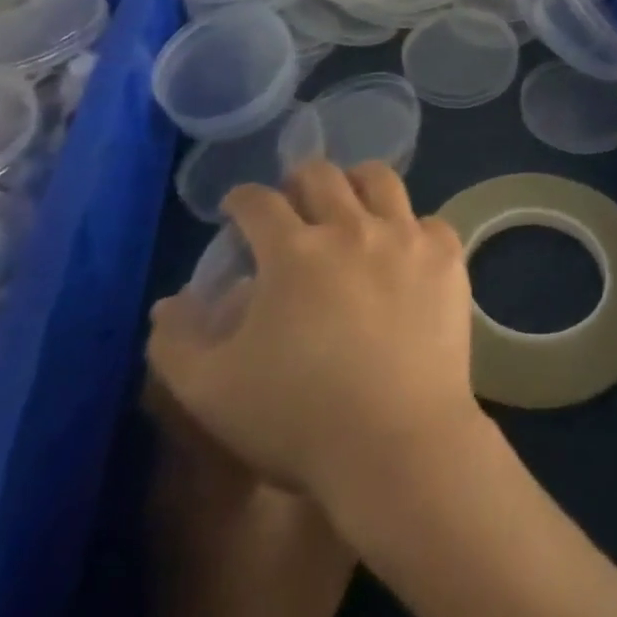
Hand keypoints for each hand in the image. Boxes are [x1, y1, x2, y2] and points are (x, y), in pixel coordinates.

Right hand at [147, 161, 482, 506]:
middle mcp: (351, 226)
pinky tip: (405, 249)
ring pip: (381, 180)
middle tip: (294, 198)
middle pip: (322, 176)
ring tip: (352, 201)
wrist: (397, 440)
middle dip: (299, 180)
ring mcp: (405, 236)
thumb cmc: (298, 419)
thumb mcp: (212, 393)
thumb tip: (170, 302)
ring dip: (358, 182)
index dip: (242, 199)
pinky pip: (429, 221)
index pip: (259, 203)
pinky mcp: (446, 255)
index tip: (237, 207)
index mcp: (293, 251)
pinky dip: (413, 228)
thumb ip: (179, 342)